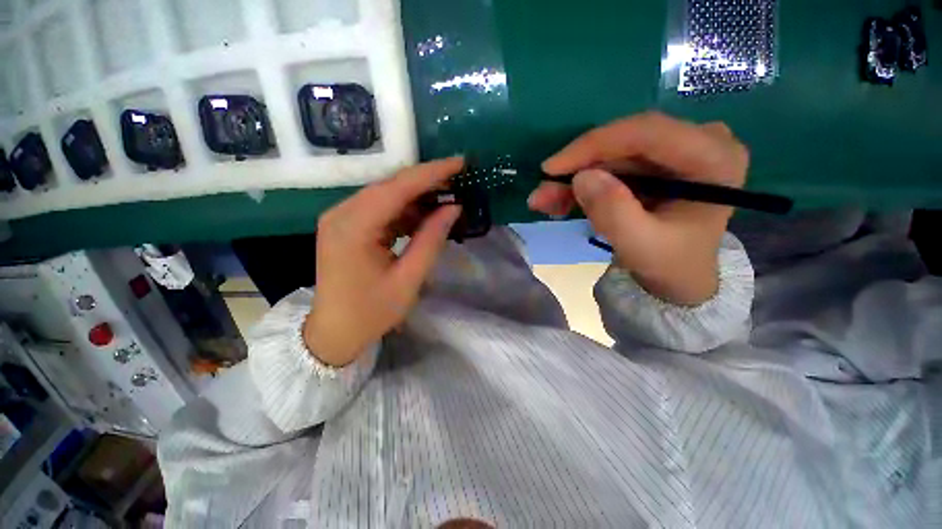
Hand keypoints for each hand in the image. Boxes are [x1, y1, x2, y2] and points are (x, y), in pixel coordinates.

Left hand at [304, 158, 463, 366]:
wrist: (334, 332)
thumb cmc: (371, 312)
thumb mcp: (408, 279)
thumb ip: (431, 240)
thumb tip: (453, 208)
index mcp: (353, 228)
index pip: (397, 188)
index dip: (431, 173)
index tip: (459, 162)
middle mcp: (342, 213)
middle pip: (390, 186)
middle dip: (427, 182)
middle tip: (458, 181)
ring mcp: (342, 218)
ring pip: (387, 195)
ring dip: (418, 197)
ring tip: (447, 200)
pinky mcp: (347, 225)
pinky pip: (381, 209)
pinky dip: (406, 210)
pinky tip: (425, 216)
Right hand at [529, 112, 748, 305]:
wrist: (679, 277)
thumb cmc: (670, 265)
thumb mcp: (641, 246)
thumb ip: (614, 213)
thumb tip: (581, 177)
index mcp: (714, 157)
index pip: (647, 132)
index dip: (593, 145)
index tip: (551, 168)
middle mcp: (698, 142)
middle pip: (623, 143)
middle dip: (577, 169)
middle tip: (541, 193)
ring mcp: (673, 152)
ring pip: (610, 157)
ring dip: (573, 180)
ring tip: (544, 202)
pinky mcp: (653, 164)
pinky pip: (608, 168)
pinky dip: (581, 186)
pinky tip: (559, 202)